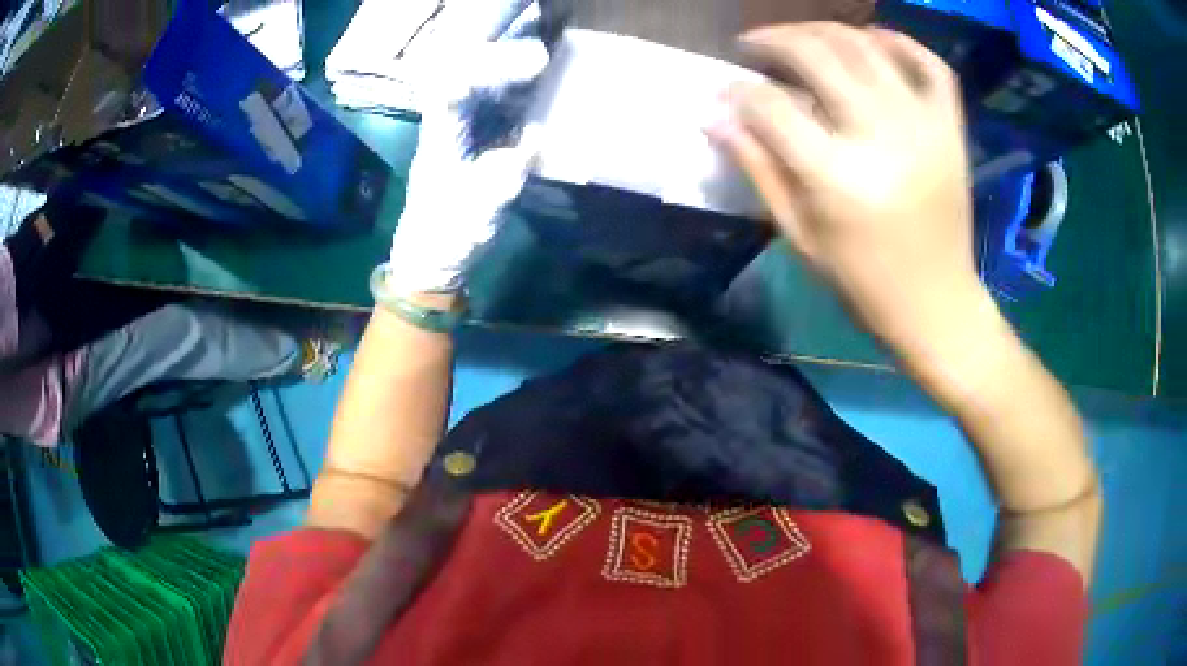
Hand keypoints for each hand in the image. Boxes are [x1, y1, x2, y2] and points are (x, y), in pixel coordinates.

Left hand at [385, 1, 551, 295]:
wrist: (431, 255)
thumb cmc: (447, 236)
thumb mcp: (478, 212)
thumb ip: (504, 176)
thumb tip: (534, 141)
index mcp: (442, 138)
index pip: (457, 89)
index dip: (490, 68)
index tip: (533, 61)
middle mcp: (450, 121)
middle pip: (467, 69)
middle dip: (496, 41)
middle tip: (533, 18)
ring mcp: (463, 126)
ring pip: (482, 77)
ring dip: (508, 52)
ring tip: (542, 31)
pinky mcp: (476, 134)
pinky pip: (496, 98)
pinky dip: (516, 79)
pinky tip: (542, 68)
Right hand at [711, 23, 994, 361]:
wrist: (937, 305)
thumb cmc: (863, 283)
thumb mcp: (800, 237)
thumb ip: (759, 169)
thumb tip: (716, 116)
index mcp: (837, 176)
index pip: (770, 105)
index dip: (739, 90)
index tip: (727, 89)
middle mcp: (882, 136)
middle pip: (816, 55)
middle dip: (773, 40)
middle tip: (754, 45)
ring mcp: (924, 125)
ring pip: (866, 45)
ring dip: (823, 31)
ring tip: (801, 39)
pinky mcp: (951, 128)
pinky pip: (930, 64)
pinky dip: (900, 42)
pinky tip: (872, 40)